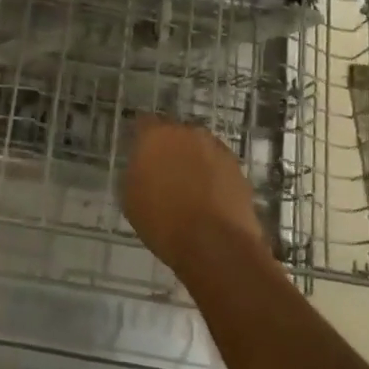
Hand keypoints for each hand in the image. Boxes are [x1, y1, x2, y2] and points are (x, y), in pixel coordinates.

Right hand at [123, 118, 265, 271]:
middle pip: (175, 134)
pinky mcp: (238, 167)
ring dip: (194, 161)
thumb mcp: (130, 198)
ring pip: (199, 148)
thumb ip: (135, 172)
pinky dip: (213, 176)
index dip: (142, 139)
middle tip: (165, 173)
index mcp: (156, 135)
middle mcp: (188, 132)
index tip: (139, 154)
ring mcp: (217, 148)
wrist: (215, 244)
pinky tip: (209, 198)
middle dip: (170, 148)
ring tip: (190, 188)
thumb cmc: (162, 221)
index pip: (144, 123)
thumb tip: (143, 167)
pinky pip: (218, 165)